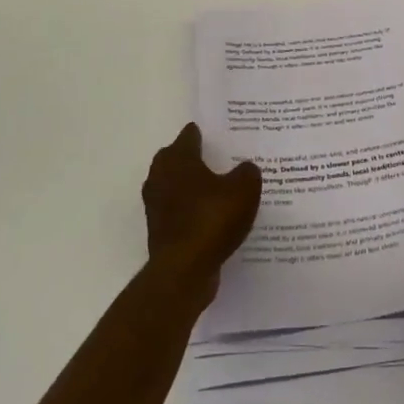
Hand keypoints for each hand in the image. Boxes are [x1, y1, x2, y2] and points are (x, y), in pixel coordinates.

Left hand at [142, 123, 261, 308]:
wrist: (184, 270)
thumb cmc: (212, 219)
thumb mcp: (243, 190)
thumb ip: (247, 172)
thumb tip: (245, 168)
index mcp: (178, 159)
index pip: (188, 136)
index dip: (202, 134)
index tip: (216, 134)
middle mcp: (160, 177)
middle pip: (175, 159)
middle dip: (193, 158)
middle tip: (217, 159)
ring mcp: (156, 206)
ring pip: (175, 186)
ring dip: (190, 186)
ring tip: (216, 189)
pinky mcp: (159, 231)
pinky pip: (178, 212)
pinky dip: (190, 211)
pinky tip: (210, 218)